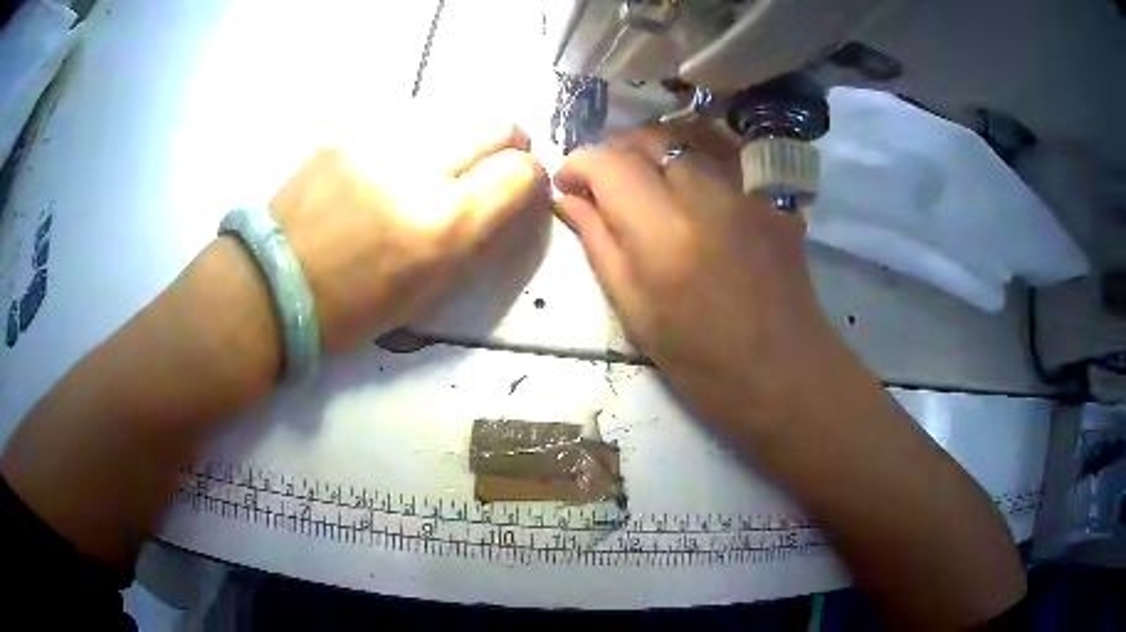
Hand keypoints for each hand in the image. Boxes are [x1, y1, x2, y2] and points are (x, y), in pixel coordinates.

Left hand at [270, 124, 549, 352]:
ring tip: (428, 170)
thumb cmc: (352, 309)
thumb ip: (476, 240)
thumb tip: (509, 202)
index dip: (530, 179)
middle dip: (507, 143)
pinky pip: (401, 127)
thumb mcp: (427, 292)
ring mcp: (377, 145)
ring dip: (455, 142)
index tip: (520, 188)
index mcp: (442, 227)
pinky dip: (409, 145)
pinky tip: (382, 171)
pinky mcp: (345, 135)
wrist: (272, 287)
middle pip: (495, 125)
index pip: (520, 172)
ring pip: (450, 119)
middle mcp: (416, 173)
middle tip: (488, 166)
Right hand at [554, 124, 841, 428]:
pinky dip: (695, 162)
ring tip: (646, 184)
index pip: (608, 163)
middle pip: (649, 138)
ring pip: (688, 139)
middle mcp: (707, 196)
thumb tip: (568, 199)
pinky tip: (692, 192)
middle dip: (616, 152)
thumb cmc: (701, 361)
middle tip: (604, 184)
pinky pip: (724, 158)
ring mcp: (747, 191)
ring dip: (655, 152)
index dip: (578, 164)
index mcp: (663, 234)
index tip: (568, 185)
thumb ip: (598, 243)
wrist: (784, 373)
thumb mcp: (634, 310)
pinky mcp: (772, 197)